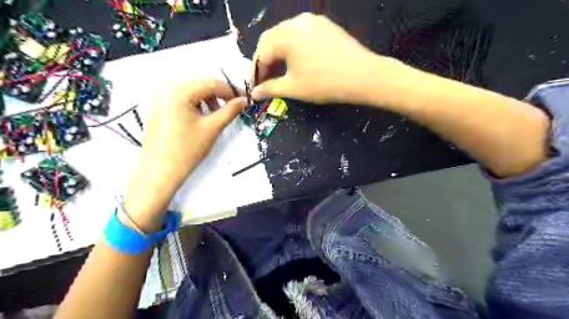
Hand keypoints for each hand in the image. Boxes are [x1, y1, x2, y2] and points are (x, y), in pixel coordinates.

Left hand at [122, 79, 246, 230]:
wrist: (160, 172)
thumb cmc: (188, 149)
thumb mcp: (213, 128)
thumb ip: (230, 111)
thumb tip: (244, 100)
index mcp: (180, 92)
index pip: (210, 83)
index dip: (229, 90)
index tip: (242, 100)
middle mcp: (167, 90)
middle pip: (199, 84)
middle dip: (218, 94)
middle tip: (231, 107)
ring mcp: (160, 100)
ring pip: (190, 92)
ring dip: (207, 99)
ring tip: (216, 114)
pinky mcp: (158, 110)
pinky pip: (180, 100)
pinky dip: (195, 104)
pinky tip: (201, 118)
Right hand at [253, 12, 398, 104]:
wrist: (363, 76)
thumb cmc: (324, 84)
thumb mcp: (294, 88)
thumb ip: (270, 88)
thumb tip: (254, 93)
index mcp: (285, 36)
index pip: (261, 52)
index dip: (256, 71)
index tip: (256, 86)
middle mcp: (296, 22)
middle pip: (271, 39)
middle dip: (265, 60)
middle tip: (266, 79)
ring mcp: (312, 21)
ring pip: (285, 34)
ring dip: (278, 52)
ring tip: (280, 71)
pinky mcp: (324, 25)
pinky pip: (300, 33)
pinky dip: (292, 46)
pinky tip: (296, 60)